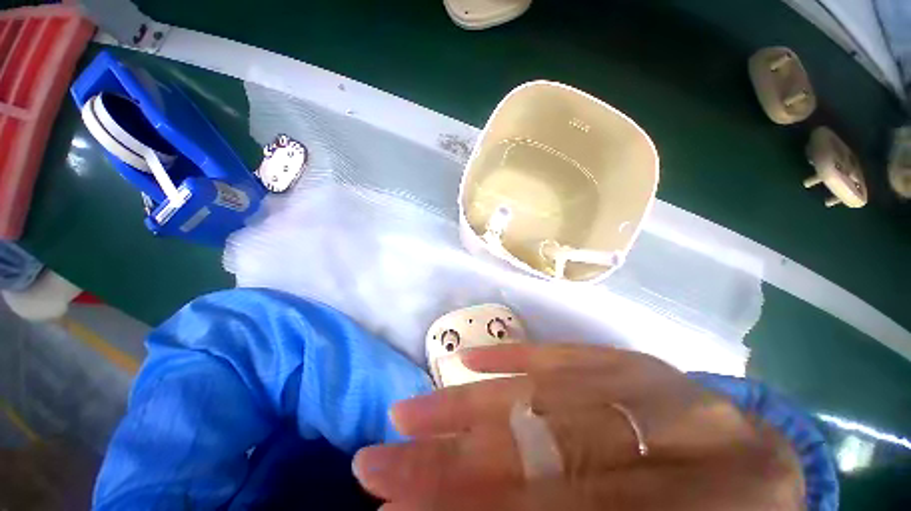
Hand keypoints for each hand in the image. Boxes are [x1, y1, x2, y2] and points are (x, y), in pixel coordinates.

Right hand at [353, 344, 804, 509]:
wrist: (762, 464)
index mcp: (697, 509)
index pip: (549, 510)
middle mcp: (669, 434)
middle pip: (536, 451)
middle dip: (447, 464)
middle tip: (375, 466)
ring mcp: (647, 381)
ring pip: (539, 393)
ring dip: (465, 409)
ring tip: (407, 417)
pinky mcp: (628, 355)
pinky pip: (561, 353)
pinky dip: (510, 357)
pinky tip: (468, 362)